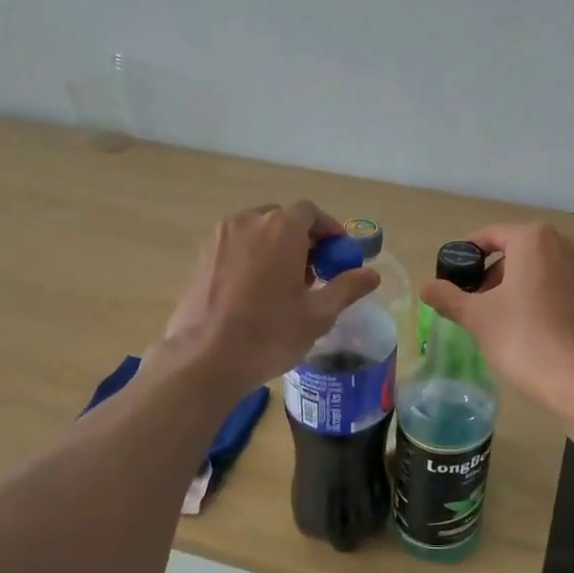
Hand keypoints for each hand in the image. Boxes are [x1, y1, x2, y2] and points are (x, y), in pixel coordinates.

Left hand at [161, 201, 381, 393]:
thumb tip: (372, 274)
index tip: (338, 255)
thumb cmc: (269, 335)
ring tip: (285, 285)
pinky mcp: (201, 258)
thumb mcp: (318, 315)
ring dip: (276, 248)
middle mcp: (248, 222)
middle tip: (314, 272)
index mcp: (280, 229)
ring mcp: (219, 239)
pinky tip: (255, 293)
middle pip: (282, 220)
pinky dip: (252, 259)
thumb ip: (346, 288)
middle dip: (302, 240)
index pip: (310, 213)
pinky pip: (235, 248)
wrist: (204, 359)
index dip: (329, 230)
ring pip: (256, 233)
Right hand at [420, 223, 573, 415]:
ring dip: (521, 284)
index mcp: (535, 239)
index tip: (454, 274)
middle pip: (521, 250)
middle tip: (477, 301)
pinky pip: (565, 286)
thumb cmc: (522, 338)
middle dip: (496, 272)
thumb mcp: (477, 317)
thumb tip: (426, 288)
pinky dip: (546, 296)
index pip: (492, 235)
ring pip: (545, 268)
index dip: (468, 253)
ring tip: (503, 315)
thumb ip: (449, 297)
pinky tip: (533, 325)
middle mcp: (569, 244)